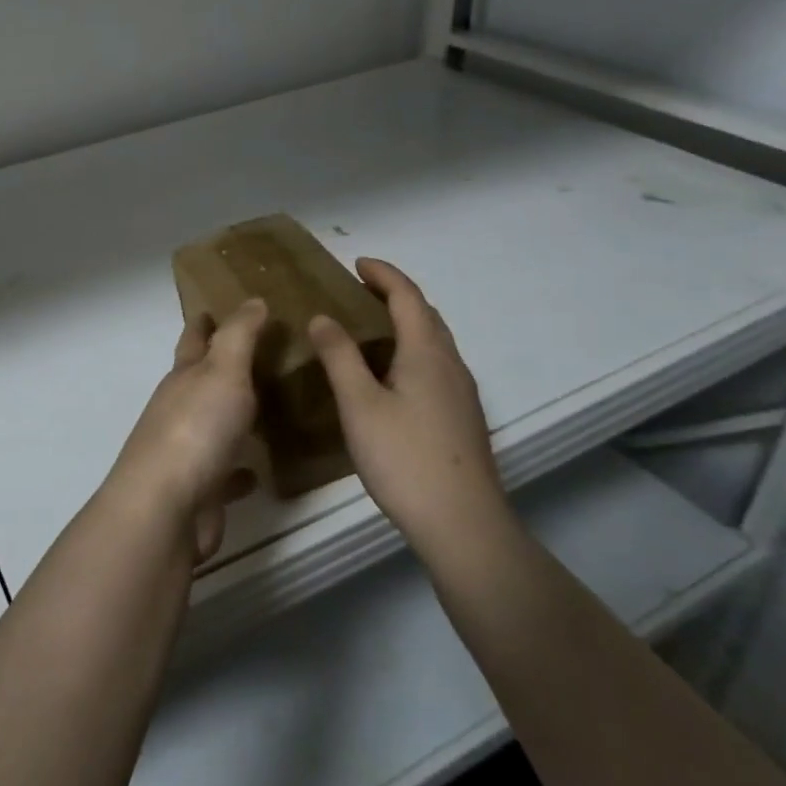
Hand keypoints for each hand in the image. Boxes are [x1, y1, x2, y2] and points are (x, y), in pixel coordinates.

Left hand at [105, 299, 267, 561]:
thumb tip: (252, 300)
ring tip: (267, 408)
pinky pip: (225, 473)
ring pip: (213, 426)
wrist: (166, 508)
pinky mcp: (200, 490)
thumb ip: (239, 336)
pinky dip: (239, 469)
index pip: (193, 340)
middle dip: (221, 367)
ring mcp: (187, 452)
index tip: (211, 307)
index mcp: (183, 378)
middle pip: (200, 381)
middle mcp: (180, 410)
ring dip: (232, 417)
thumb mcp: (222, 371)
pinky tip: (259, 471)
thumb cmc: (195, 429)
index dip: (202, 322)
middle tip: (258, 355)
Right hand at [307, 259, 507, 554]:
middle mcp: (451, 365)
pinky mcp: (462, 418)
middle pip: (427, 315)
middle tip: (361, 291)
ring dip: (406, 323)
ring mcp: (462, 393)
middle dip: (396, 295)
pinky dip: (412, 350)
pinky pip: (436, 365)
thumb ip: (339, 357)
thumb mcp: (359, 404)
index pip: (408, 297)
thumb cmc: (404, 458)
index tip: (357, 262)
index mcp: (427, 353)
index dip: (384, 274)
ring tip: (371, 328)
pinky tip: (392, 376)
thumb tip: (323, 317)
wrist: (462, 523)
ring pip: (434, 342)